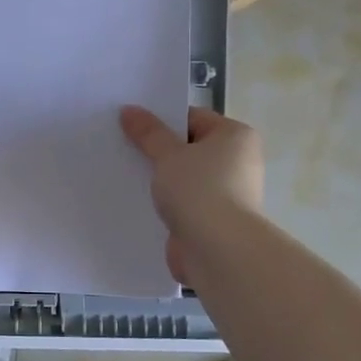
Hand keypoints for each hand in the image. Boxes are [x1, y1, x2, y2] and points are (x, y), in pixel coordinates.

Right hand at [119, 105, 264, 286]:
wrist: (218, 250)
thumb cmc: (199, 190)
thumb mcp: (168, 154)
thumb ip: (148, 132)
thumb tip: (129, 110)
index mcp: (235, 137)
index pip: (193, 118)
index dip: (161, 120)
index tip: (131, 126)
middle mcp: (237, 162)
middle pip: (189, 148)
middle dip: (158, 151)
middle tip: (123, 147)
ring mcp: (227, 194)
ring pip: (184, 178)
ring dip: (160, 180)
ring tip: (125, 174)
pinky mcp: (213, 221)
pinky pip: (183, 204)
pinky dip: (165, 204)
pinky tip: (138, 202)